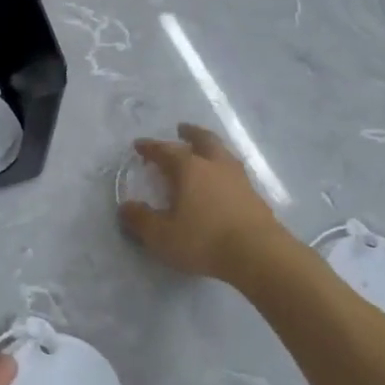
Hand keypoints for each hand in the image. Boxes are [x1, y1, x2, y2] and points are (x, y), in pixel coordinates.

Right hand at [118, 123, 286, 281]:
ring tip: (205, 151)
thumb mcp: (161, 235)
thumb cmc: (203, 240)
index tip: (140, 145)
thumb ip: (141, 220)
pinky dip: (224, 170)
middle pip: (204, 140)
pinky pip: (235, 173)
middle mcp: (216, 166)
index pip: (166, 150)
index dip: (151, 147)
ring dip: (211, 148)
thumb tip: (126, 207)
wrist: (258, 254)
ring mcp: (239, 179)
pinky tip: (222, 181)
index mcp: (190, 169)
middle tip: (182, 129)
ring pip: (223, 154)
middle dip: (191, 133)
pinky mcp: (255, 196)